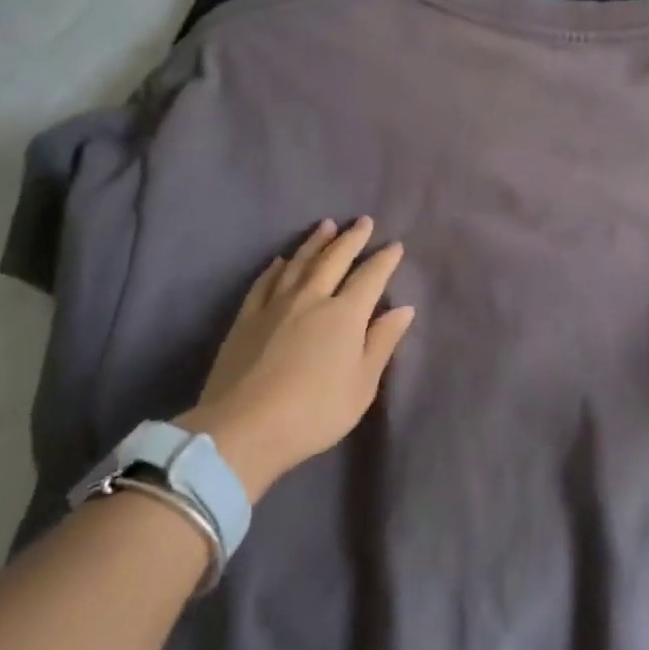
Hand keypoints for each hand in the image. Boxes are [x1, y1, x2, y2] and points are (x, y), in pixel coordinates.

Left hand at [177, 217, 415, 501]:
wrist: (244, 429)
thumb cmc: (315, 411)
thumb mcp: (362, 384)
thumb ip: (382, 342)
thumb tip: (403, 308)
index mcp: (344, 315)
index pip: (370, 277)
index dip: (384, 260)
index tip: (394, 245)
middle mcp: (311, 299)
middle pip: (334, 260)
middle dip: (351, 239)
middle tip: (363, 221)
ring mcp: (274, 306)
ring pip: (299, 263)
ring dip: (315, 243)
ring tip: (326, 225)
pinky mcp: (245, 319)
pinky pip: (264, 283)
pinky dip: (275, 268)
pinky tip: (280, 261)